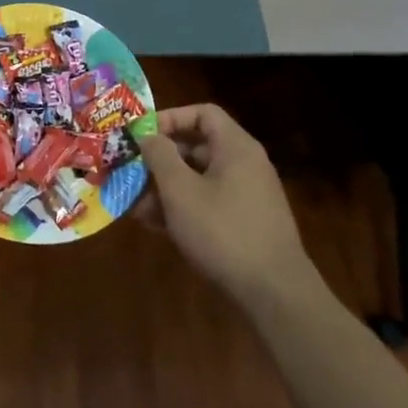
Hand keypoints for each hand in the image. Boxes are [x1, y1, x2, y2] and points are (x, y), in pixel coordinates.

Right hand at [138, 105, 313, 306]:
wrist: (275, 294)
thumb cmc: (224, 231)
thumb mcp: (181, 191)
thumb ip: (160, 156)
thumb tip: (147, 134)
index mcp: (235, 147)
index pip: (202, 113)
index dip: (170, 118)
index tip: (142, 135)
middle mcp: (245, 164)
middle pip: (197, 147)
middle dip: (161, 160)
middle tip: (131, 172)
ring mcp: (248, 195)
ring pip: (199, 179)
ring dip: (166, 188)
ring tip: (136, 207)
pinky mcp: (246, 223)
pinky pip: (209, 203)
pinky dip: (184, 208)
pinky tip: (157, 227)